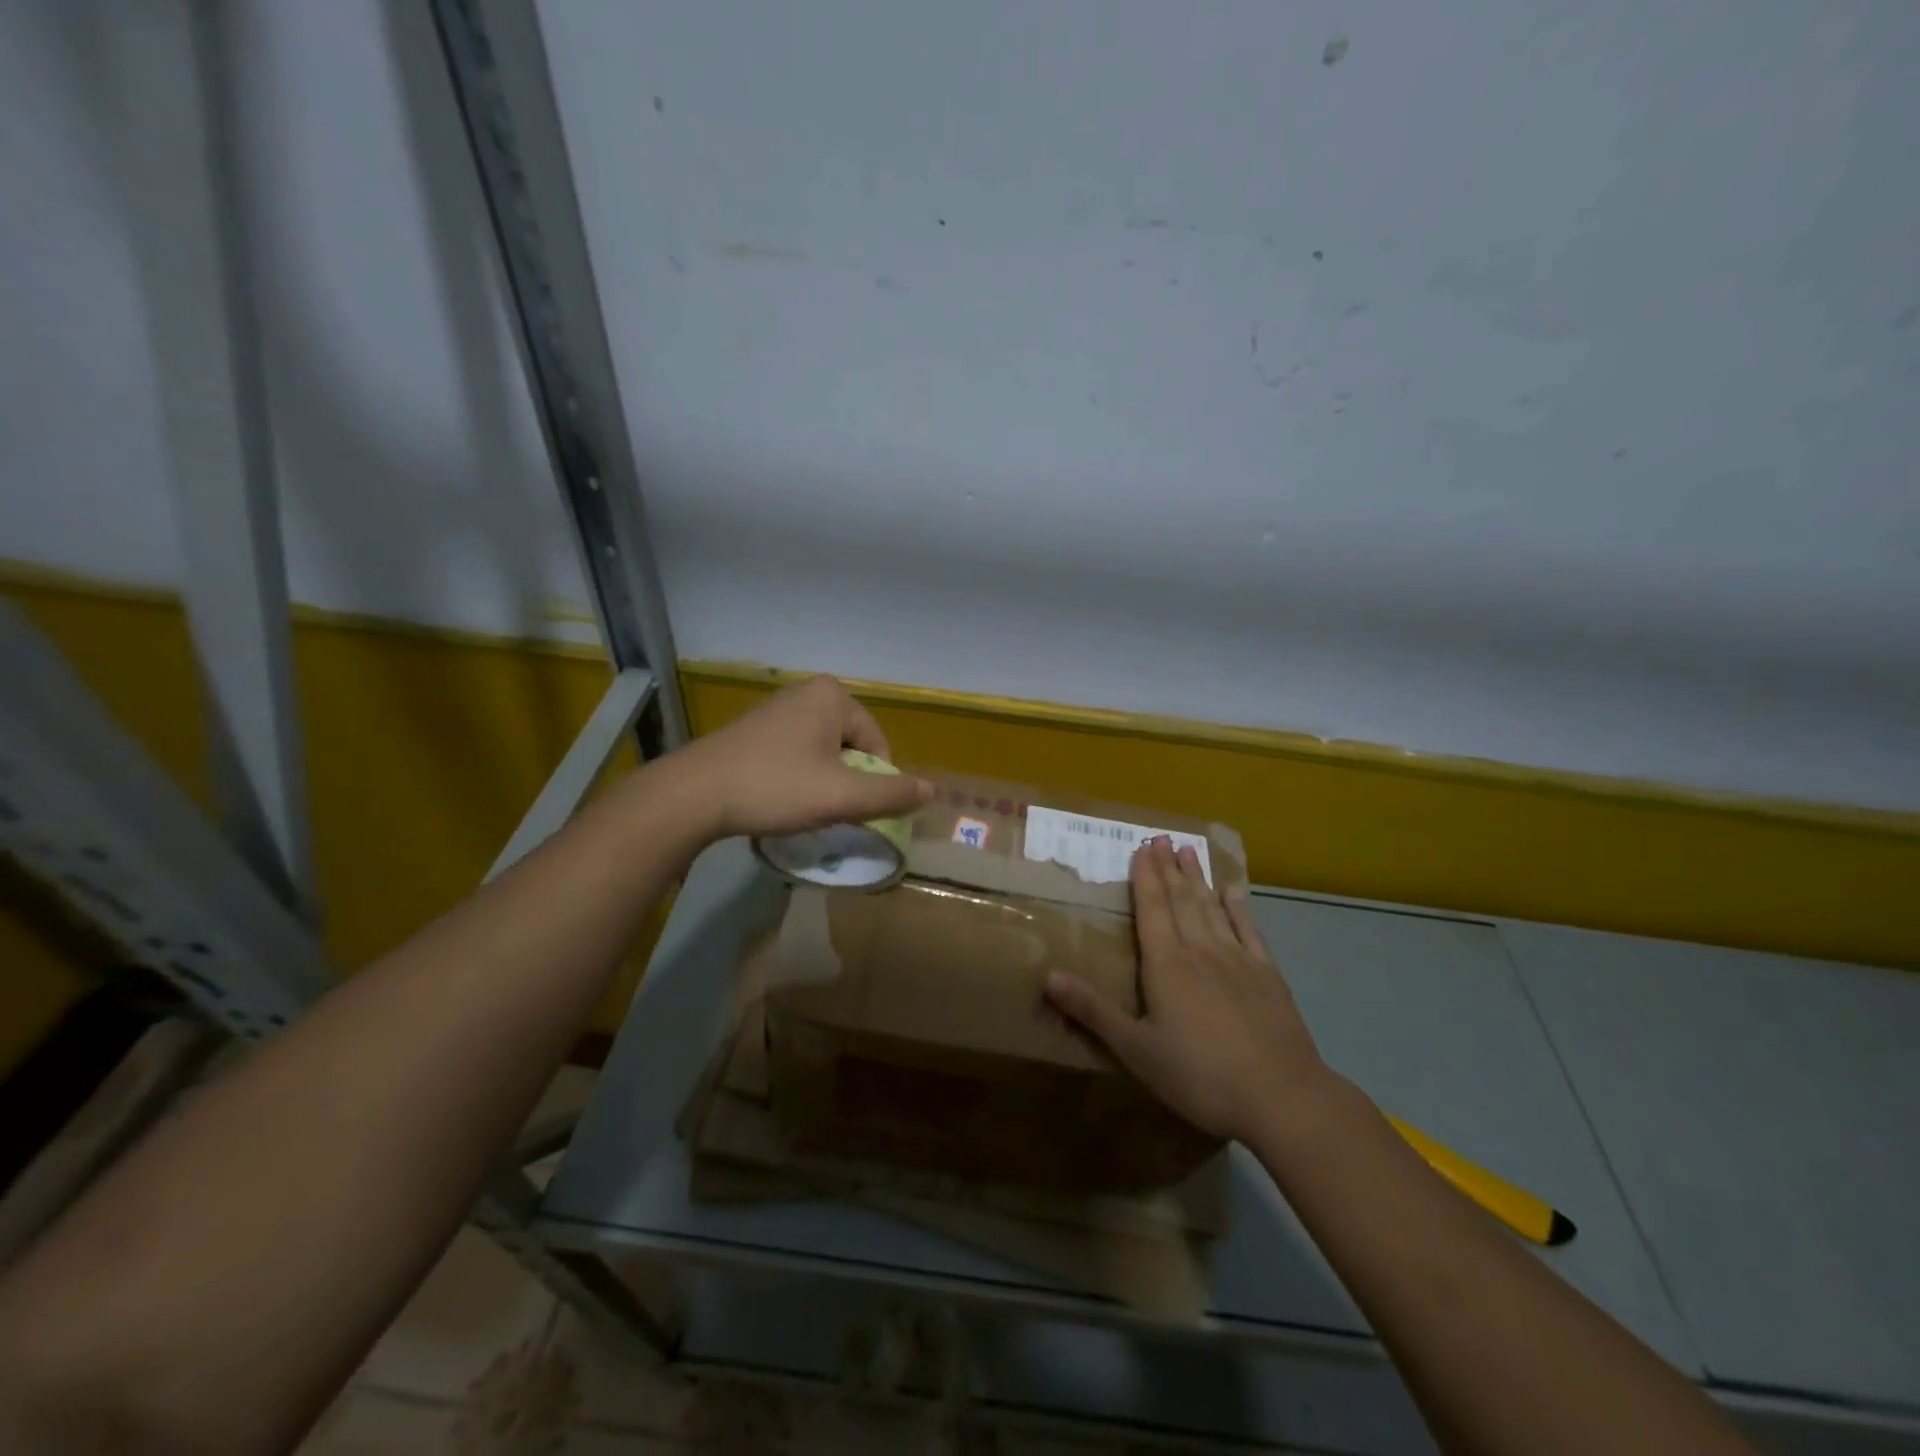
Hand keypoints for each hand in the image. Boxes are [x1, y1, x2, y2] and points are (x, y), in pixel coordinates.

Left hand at [667, 675, 932, 840]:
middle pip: (851, 747)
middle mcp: (806, 693)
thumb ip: (890, 794)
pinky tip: (778, 798)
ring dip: (822, 781)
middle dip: (846, 781)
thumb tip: (932, 791)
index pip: (877, 746)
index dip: (873, 783)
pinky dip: (796, 777)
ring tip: (802, 807)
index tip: (851, 810)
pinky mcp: (752, 729)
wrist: (693, 794)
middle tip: (827, 810)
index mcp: (833, 696)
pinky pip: (794, 753)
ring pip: (822, 752)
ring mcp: (776, 708)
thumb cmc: (775, 787)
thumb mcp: (841, 796)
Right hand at [1044, 836, 1330, 1144]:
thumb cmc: (1199, 1076)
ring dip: (1198, 878)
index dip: (1146, 877)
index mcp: (1166, 965)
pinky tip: (1233, 891)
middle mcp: (1200, 951)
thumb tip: (1048, 976)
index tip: (1143, 847)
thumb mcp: (1136, 1050)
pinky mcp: (1267, 975)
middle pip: (1181, 900)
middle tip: (1163, 837)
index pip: (1152, 909)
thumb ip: (1093, 1011)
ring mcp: (1238, 960)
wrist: (1281, 1096)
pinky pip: (1249, 930)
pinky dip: (1238, 907)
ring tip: (1190, 850)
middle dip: (1169, 868)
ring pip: (1212, 908)